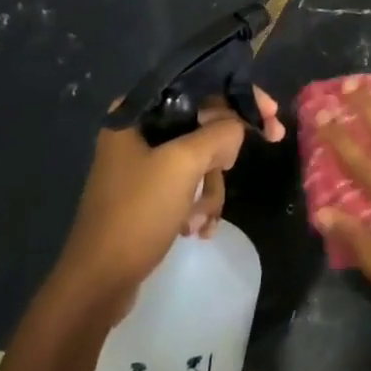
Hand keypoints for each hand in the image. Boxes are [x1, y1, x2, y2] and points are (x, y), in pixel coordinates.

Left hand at [55, 88, 284, 316]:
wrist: (98, 283)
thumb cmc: (137, 213)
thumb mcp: (183, 165)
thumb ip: (218, 133)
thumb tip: (237, 126)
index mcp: (136, 113)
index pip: (199, 87)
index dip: (239, 97)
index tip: (272, 115)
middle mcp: (137, 132)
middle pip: (203, 124)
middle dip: (224, 153)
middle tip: (239, 165)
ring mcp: (141, 165)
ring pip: (199, 159)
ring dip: (210, 189)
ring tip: (202, 218)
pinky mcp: (147, 194)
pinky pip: (188, 185)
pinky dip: (198, 204)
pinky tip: (197, 229)